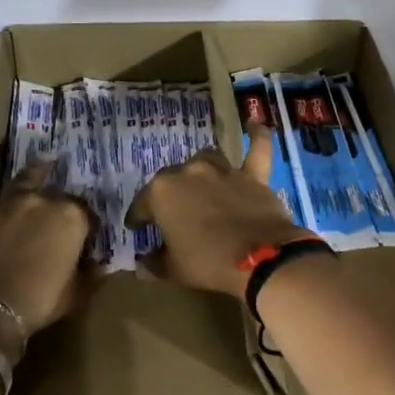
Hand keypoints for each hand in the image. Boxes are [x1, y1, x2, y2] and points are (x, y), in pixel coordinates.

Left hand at [0, 127, 91, 342]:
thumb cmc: (37, 304)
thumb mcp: (75, 293)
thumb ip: (91, 273)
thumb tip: (105, 263)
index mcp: (72, 220)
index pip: (86, 215)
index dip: (86, 227)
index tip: (84, 239)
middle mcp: (44, 202)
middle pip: (58, 197)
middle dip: (61, 205)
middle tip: (59, 217)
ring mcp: (8, 202)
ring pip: (27, 180)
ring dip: (37, 171)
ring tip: (45, 161)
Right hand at [130, 129, 307, 298]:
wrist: (258, 256)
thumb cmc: (207, 262)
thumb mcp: (173, 270)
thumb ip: (156, 262)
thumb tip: (145, 262)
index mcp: (162, 192)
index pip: (142, 205)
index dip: (138, 219)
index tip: (137, 229)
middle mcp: (189, 172)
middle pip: (173, 180)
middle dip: (169, 196)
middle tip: (172, 215)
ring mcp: (223, 170)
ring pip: (206, 160)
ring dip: (200, 170)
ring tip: (200, 183)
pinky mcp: (253, 175)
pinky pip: (257, 148)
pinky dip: (256, 136)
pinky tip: (253, 124)